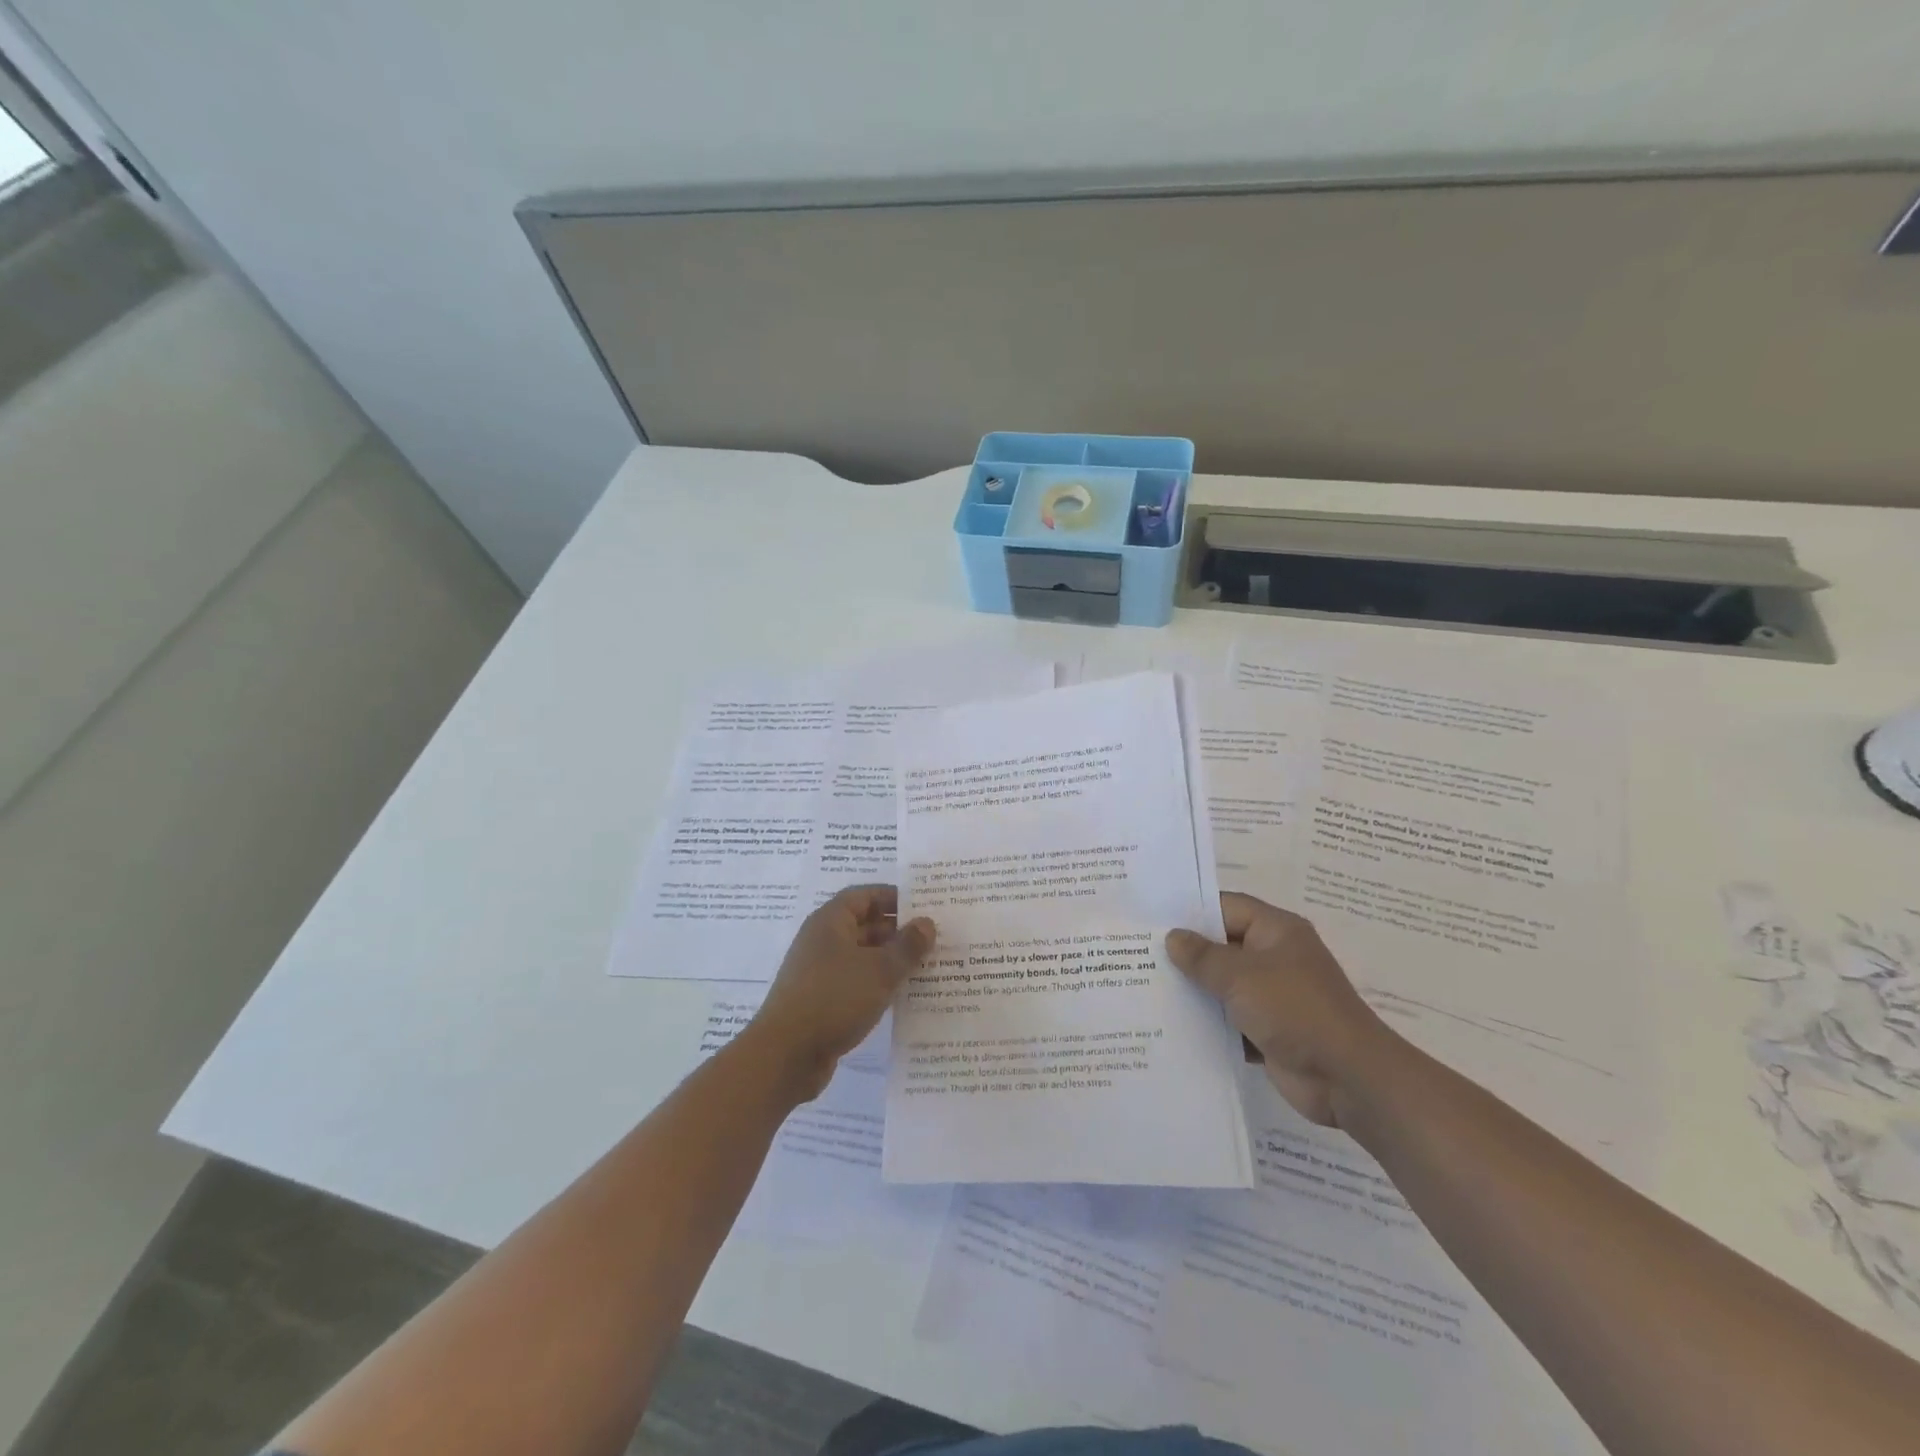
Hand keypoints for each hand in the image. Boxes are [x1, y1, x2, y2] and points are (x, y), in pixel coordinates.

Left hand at [745, 885, 934, 1099]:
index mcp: (830, 922)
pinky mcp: (822, 1001)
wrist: (786, 1055)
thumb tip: (926, 923)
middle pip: (864, 925)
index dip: (893, 897)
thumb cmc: (834, 998)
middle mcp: (822, 941)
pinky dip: (878, 984)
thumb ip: (907, 946)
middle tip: (934, 939)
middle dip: (897, 930)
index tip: (923, 905)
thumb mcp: (880, 970)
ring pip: (862, 956)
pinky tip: (903, 995)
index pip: (864, 896)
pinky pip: (856, 982)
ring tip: (927, 966)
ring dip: (891, 960)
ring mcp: (820, 972)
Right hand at [1166, 892, 1392, 1128]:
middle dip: (1185, 952)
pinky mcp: (1268, 1030)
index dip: (1191, 911)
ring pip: (1223, 984)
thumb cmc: (1295, 1010)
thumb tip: (1173, 937)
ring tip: (1144, 985)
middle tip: (1137, 951)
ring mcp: (1273, 996)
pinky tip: (1169, 1023)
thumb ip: (1203, 956)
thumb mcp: (1242, 976)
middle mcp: (1275, 958)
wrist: (1348, 1079)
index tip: (1151, 918)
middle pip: (1222, 946)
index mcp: (1276, 931)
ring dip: (1193, 989)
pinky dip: (1206, 1021)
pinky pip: (1229, 1018)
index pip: (1226, 907)